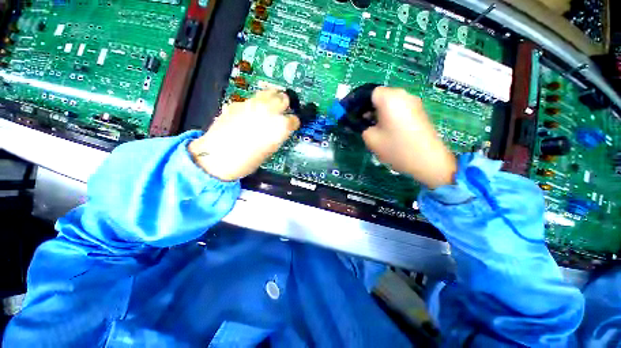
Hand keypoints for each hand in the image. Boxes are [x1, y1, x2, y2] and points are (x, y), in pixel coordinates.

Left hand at [188, 90, 299, 180]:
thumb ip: (277, 135)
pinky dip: (255, 104)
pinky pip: (252, 99)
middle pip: (283, 98)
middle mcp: (268, 111)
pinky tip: (251, 113)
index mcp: (279, 126)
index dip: (293, 122)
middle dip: (285, 104)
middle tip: (283, 110)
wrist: (218, 157)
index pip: (294, 119)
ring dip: (272, 98)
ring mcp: (252, 104)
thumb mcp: (269, 150)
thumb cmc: (248, 161)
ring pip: (268, 92)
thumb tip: (280, 128)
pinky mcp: (238, 103)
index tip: (292, 124)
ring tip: (271, 105)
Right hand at [362, 87, 456, 188]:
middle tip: (361, 122)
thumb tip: (359, 122)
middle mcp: (403, 95)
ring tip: (373, 127)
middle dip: (367, 108)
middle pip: (379, 96)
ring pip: (389, 102)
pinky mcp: (419, 111)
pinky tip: (386, 129)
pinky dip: (389, 115)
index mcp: (389, 98)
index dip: (357, 103)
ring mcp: (413, 102)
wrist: (428, 161)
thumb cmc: (396, 148)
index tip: (352, 115)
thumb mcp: (371, 138)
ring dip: (378, 112)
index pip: (368, 92)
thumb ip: (360, 126)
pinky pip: (398, 108)